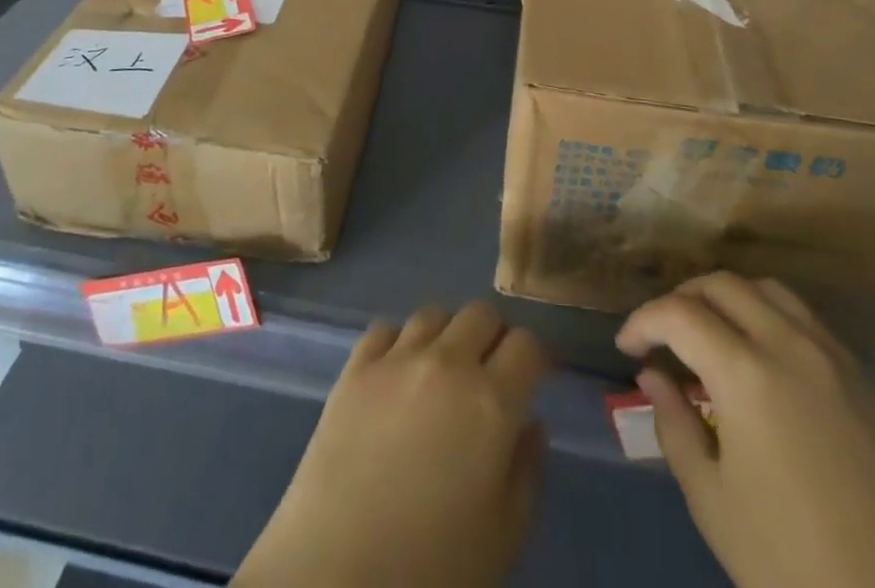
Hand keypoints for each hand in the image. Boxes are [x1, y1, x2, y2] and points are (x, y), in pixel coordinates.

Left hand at [236, 301, 550, 587]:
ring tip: (442, 371)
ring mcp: (396, 358)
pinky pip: (385, 329)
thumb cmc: (434, 566)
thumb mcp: (505, 535)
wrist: (339, 574)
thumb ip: (527, 471)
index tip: (533, 379)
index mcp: (491, 401)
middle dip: (493, 337)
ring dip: (447, 335)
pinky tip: (397, 374)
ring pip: (433, 314)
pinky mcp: (355, 366)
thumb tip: (531, 423)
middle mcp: (447, 363)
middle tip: (490, 373)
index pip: (526, 344)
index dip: (535, 358)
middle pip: (481, 313)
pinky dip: (399, 343)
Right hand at [617, 274, 874, 587]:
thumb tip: (654, 376)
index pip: (678, 314)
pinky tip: (766, 364)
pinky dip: (772, 320)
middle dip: (682, 299)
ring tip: (712, 335)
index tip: (626, 347)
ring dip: (730, 299)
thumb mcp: (713, 503)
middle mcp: (791, 346)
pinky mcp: (871, 386)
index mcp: (747, 373)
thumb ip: (674, 426)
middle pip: (723, 285)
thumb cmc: (796, 568)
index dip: (643, 321)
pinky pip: (810, 324)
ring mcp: (838, 361)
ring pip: (770, 292)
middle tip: (664, 336)